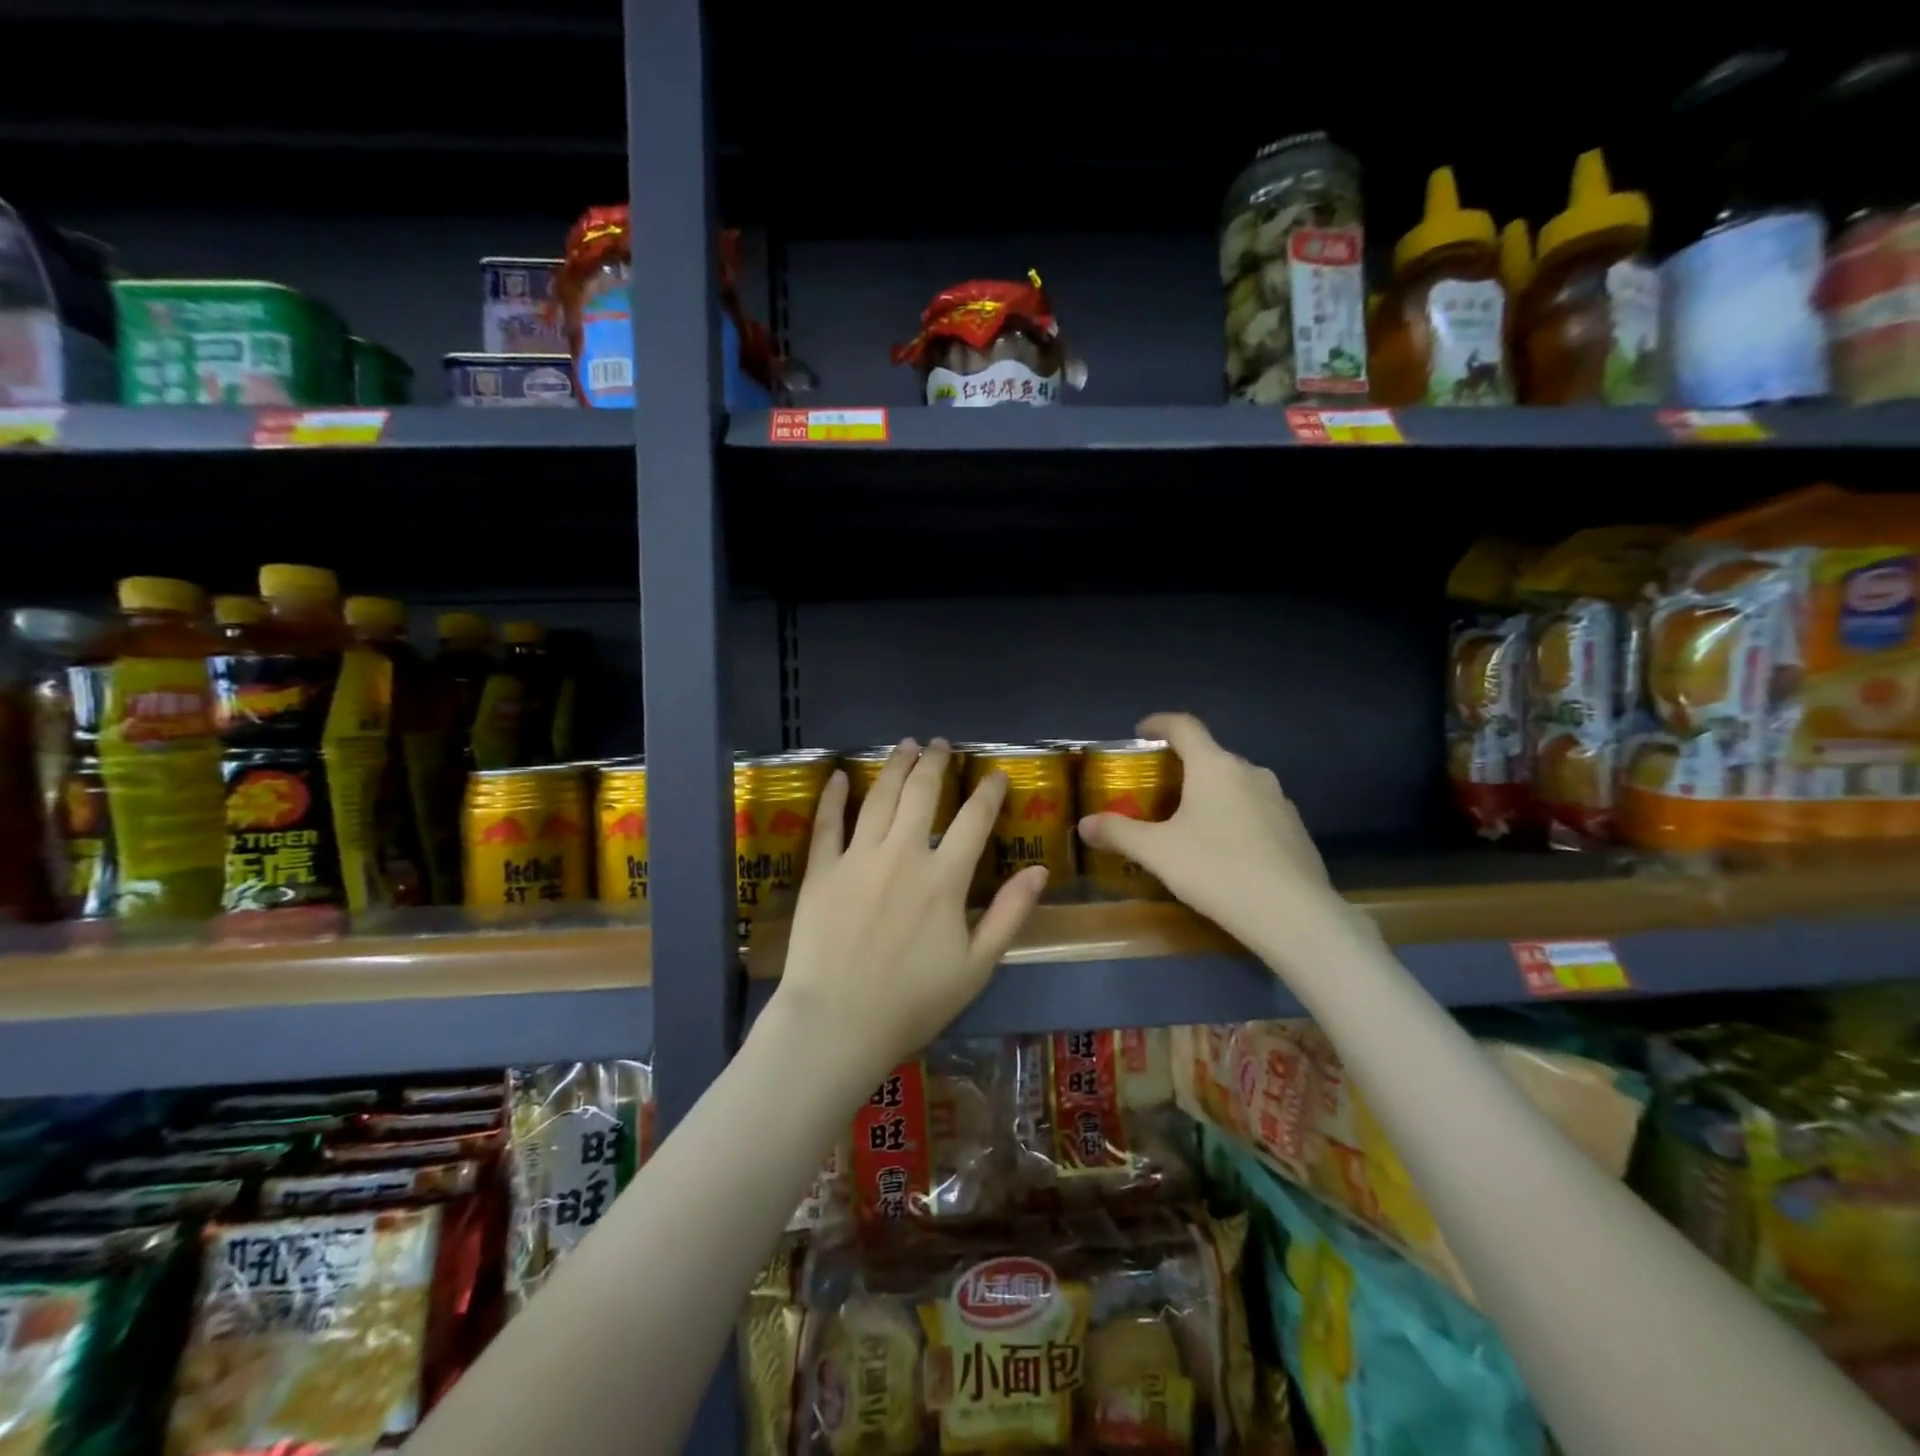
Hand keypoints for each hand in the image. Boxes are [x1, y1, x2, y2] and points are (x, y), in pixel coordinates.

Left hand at [771, 739, 1047, 1081]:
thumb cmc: (913, 1001)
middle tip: (939, 744)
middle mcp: (903, 855)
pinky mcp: (821, 870)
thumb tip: (1040, 870)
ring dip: (894, 767)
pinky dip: (834, 796)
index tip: (996, 774)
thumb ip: (1009, 914)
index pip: (975, 819)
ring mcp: (858, 859)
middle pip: (922, 793)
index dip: (989, 791)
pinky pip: (827, 823)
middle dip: (934, 762)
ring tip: (905, 746)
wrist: (838, 1023)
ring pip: (879, 798)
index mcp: (944, 878)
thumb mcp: (977, 966)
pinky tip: (841, 775)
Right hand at [1077, 713, 1342, 954]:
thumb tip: (1084, 824)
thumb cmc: (1216, 869)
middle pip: (1211, 756)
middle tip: (1159, 790)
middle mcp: (1250, 772)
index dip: (1159, 723)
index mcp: (1214, 766)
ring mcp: (1279, 800)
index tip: (1141, 731)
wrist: (1293, 915)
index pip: (1184, 727)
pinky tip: (1226, 850)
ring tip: (1191, 821)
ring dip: (1212, 793)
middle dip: (1183, 766)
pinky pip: (1257, 810)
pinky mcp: (1295, 828)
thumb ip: (1118, 833)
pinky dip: (1236, 817)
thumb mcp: (1157, 852)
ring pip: (1236, 784)